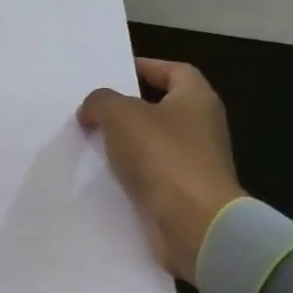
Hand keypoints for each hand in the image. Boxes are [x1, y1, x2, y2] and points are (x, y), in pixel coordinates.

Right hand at [77, 59, 244, 283]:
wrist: (195, 224)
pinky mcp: (184, 194)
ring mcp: (195, 163)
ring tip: (91, 140)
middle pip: (162, 107)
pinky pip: (151, 174)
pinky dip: (130, 172)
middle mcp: (202, 127)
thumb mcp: (120, 114)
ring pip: (153, 143)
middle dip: (128, 107)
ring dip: (125, 142)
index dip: (146, 67)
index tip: (114, 73)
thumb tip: (92, 110)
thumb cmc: (163, 156)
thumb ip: (100, 101)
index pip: (174, 71)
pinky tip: (103, 175)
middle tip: (94, 108)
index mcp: (197, 99)